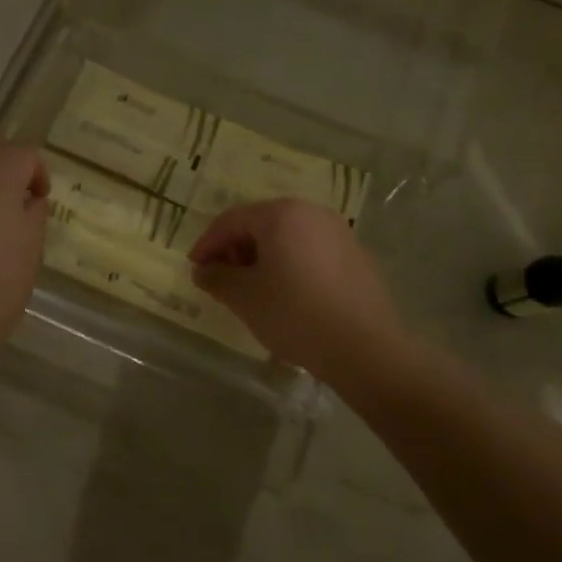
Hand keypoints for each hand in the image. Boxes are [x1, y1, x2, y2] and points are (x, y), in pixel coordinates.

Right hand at [188, 199, 407, 380]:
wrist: (366, 349)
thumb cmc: (295, 314)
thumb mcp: (245, 297)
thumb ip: (216, 278)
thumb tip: (203, 271)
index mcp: (282, 214)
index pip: (232, 220)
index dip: (208, 243)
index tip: (195, 268)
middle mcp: (312, 213)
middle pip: (261, 224)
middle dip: (236, 249)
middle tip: (222, 279)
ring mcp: (339, 233)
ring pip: (288, 238)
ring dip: (263, 258)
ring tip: (252, 290)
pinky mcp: (357, 257)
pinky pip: (311, 252)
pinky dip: (290, 266)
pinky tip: (287, 296)